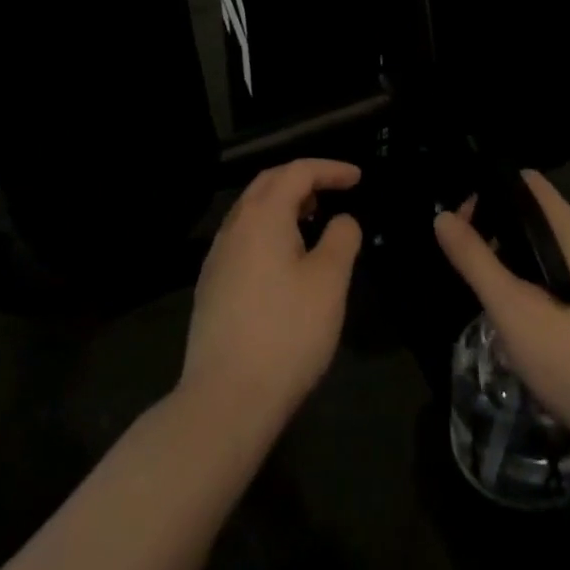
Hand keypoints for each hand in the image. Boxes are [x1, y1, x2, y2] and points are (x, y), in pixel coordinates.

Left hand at [179, 158, 363, 430]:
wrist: (225, 400)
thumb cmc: (286, 333)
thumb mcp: (330, 282)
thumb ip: (342, 239)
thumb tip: (342, 220)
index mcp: (264, 215)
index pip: (298, 171)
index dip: (330, 169)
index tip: (357, 178)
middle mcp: (235, 225)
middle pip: (270, 183)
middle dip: (303, 179)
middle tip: (333, 190)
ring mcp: (218, 256)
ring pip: (252, 210)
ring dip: (284, 204)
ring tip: (313, 221)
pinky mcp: (211, 285)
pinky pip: (244, 237)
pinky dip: (269, 230)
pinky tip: (284, 259)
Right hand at [434, 170, 569, 454]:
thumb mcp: (512, 309)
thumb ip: (475, 260)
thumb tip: (443, 217)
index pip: (527, 183)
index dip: (491, 192)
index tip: (465, 223)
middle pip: (533, 211)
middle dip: (497, 226)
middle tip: (469, 258)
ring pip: (543, 243)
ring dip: (511, 255)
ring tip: (487, 285)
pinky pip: (556, 268)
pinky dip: (530, 276)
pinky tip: (516, 310)